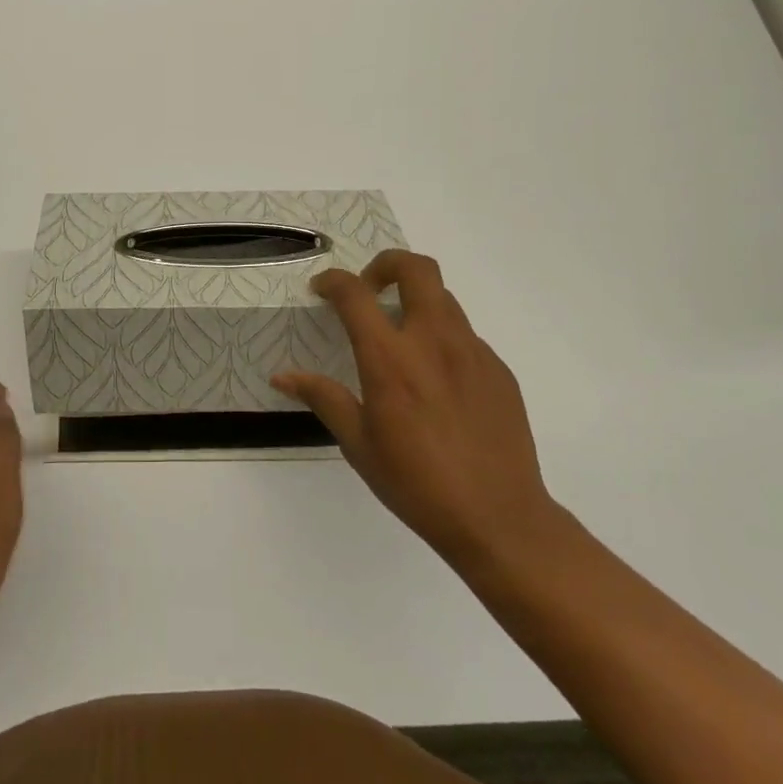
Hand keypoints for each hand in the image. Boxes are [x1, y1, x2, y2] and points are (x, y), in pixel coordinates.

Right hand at [271, 251, 560, 571]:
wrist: (500, 519)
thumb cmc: (417, 484)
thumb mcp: (359, 444)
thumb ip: (323, 398)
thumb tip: (282, 376)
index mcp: (390, 359)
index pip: (354, 293)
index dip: (333, 281)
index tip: (321, 290)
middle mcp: (434, 341)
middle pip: (416, 268)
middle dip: (386, 264)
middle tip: (370, 290)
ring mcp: (473, 352)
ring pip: (443, 298)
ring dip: (415, 301)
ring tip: (401, 337)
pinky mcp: (498, 370)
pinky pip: (465, 335)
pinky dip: (442, 338)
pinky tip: (436, 381)